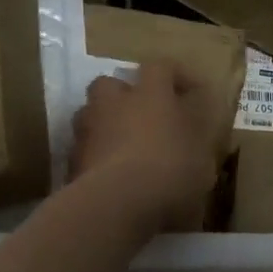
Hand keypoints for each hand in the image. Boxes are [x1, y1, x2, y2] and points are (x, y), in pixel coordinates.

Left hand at [70, 58, 220, 231]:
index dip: (177, 76)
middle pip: (110, 83)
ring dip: (105, 124)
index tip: (191, 93)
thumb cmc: (168, 173)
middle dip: (124, 95)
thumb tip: (194, 136)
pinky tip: (108, 175)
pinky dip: (94, 156)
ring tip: (121, 145)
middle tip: (142, 114)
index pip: (161, 67)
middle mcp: (115, 104)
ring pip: (90, 114)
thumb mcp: (202, 161)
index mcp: (151, 95)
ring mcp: (87, 131)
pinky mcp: (70, 161)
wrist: (114, 205)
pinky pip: (83, 149)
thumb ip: (196, 143)